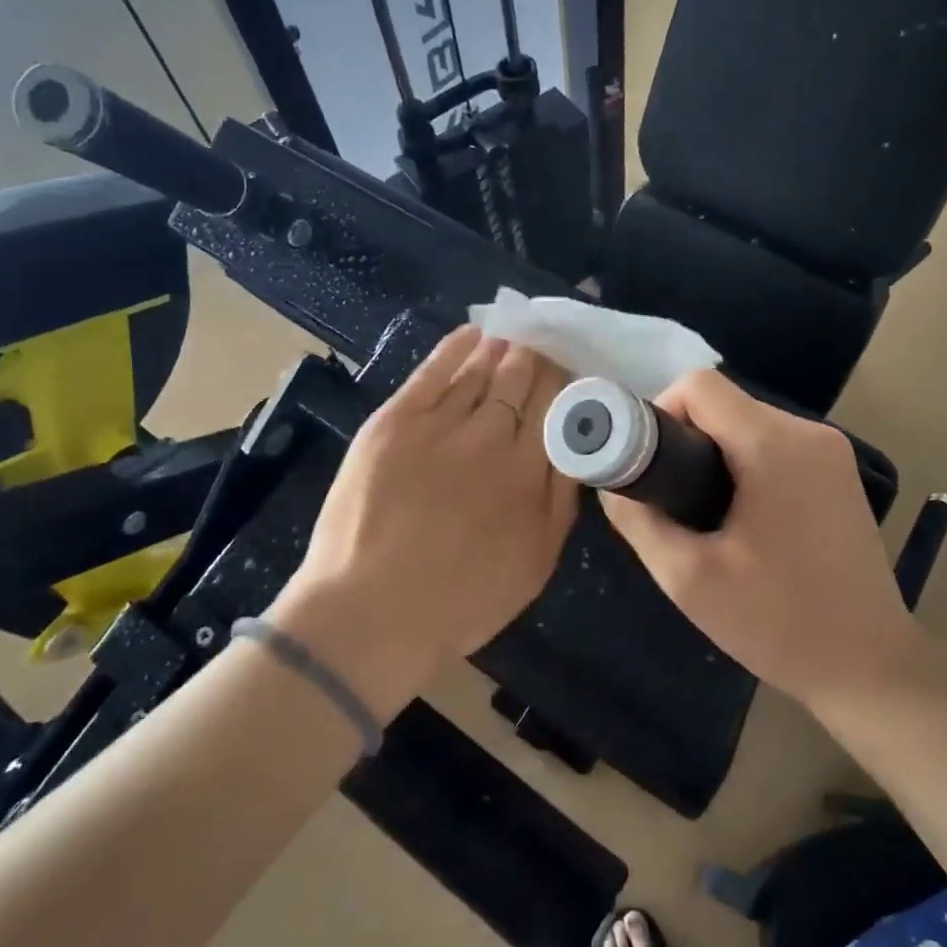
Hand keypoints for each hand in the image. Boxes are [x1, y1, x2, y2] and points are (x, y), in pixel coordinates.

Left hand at [268, 326, 576, 709]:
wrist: (372, 612)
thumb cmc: (462, 601)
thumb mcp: (537, 562)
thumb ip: (562, 499)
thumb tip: (574, 445)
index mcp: (529, 472)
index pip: (554, 406)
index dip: (561, 382)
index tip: (564, 372)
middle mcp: (490, 437)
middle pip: (520, 380)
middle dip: (534, 360)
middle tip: (539, 348)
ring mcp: (439, 425)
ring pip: (479, 370)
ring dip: (500, 350)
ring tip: (511, 338)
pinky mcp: (394, 421)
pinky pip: (433, 370)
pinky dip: (456, 347)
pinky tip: (473, 334)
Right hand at [597, 370, 919, 708]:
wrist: (869, 667)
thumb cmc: (776, 623)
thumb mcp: (687, 578)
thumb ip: (638, 519)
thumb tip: (612, 484)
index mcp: (773, 445)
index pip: (698, 386)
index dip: (659, 415)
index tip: (652, 470)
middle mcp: (809, 433)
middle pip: (723, 404)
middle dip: (685, 442)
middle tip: (673, 503)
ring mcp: (832, 452)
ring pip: (747, 425)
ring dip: (715, 457)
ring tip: (707, 520)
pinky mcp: (840, 475)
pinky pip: (774, 447)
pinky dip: (746, 467)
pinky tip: (745, 523)